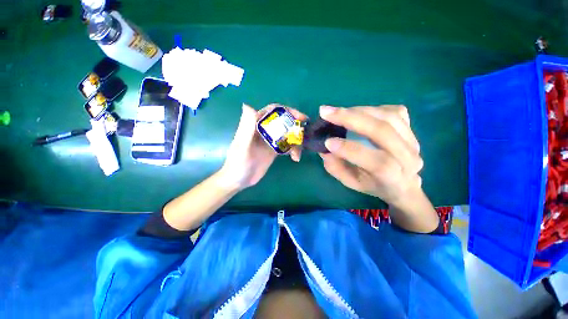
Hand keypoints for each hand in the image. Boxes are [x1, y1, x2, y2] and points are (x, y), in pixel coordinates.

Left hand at [219, 104, 306, 189]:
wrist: (239, 180)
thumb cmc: (238, 163)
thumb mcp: (242, 146)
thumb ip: (246, 128)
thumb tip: (248, 105)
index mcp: (255, 125)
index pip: (273, 111)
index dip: (287, 111)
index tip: (300, 117)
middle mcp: (264, 130)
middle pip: (283, 122)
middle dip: (295, 127)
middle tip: (305, 134)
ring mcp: (270, 141)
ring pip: (287, 134)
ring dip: (296, 141)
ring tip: (298, 154)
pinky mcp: (274, 151)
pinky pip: (287, 146)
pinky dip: (293, 150)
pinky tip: (295, 158)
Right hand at [319, 105, 436, 232]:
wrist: (403, 183)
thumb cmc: (373, 185)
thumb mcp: (351, 183)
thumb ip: (337, 168)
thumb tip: (325, 149)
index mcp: (394, 179)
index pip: (377, 162)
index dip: (351, 150)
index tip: (327, 142)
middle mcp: (408, 158)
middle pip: (383, 131)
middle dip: (350, 119)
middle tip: (326, 112)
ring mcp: (412, 140)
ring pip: (388, 117)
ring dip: (358, 111)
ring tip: (337, 111)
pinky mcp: (411, 129)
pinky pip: (394, 111)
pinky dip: (371, 109)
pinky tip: (357, 112)